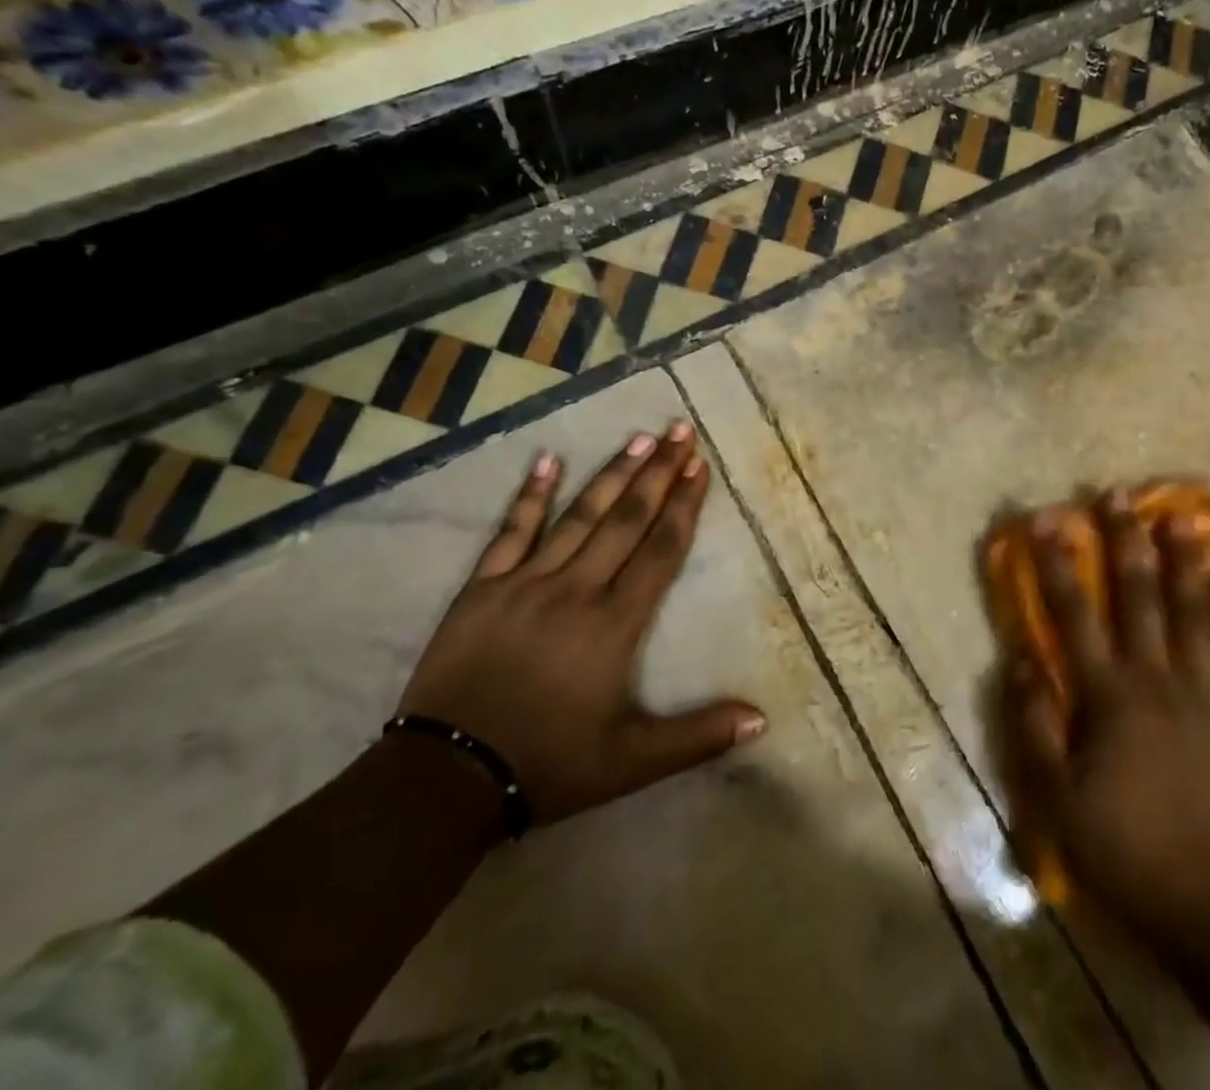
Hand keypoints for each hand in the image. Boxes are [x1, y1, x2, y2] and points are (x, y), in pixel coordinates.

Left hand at [398, 422, 764, 823]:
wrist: (447, 778)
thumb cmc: (549, 764)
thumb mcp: (632, 763)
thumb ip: (698, 736)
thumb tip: (762, 718)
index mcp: (614, 624)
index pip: (660, 551)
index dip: (684, 506)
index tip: (699, 466)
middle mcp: (576, 590)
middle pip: (626, 520)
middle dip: (658, 473)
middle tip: (680, 431)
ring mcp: (526, 583)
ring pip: (578, 516)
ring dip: (611, 474)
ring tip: (639, 438)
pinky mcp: (483, 588)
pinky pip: (511, 531)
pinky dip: (530, 494)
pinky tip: (547, 459)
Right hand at [1003, 492, 1209, 937]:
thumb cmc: (1122, 847)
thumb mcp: (1055, 796)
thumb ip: (1034, 722)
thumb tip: (1017, 659)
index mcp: (1108, 694)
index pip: (1074, 614)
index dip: (1057, 564)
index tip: (1045, 519)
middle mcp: (1156, 679)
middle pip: (1140, 598)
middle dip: (1126, 542)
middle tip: (1121, 494)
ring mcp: (1203, 697)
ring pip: (1196, 617)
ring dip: (1188, 564)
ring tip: (1187, 519)